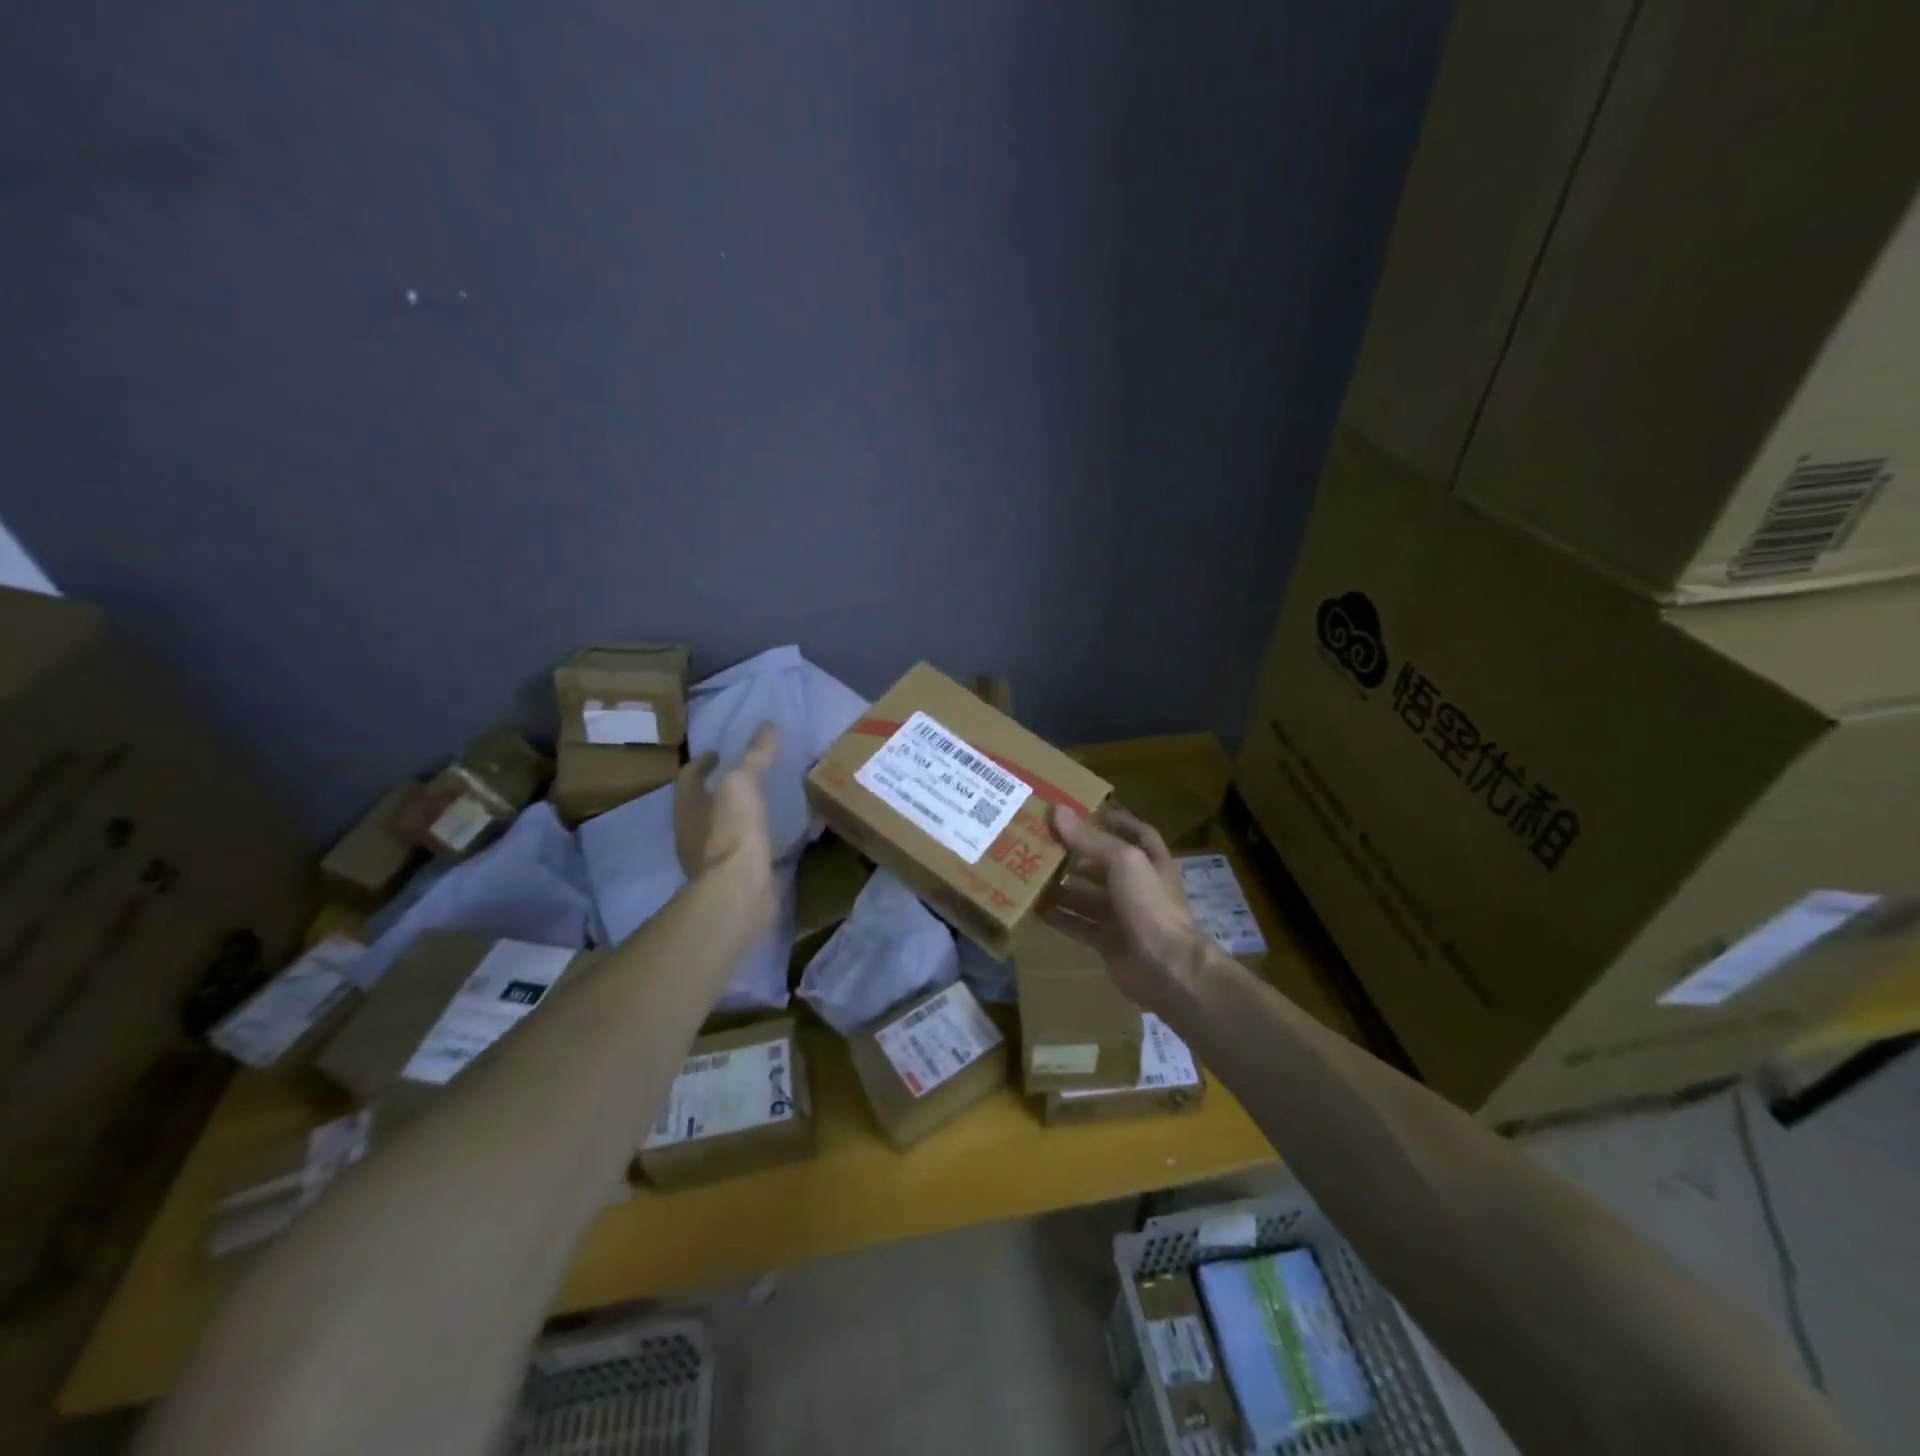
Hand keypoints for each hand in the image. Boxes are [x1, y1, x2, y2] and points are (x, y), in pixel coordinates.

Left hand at [674, 724, 778, 924]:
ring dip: (733, 817)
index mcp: (687, 807)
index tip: (718, 752)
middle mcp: (691, 833)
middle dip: (715, 790)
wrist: (738, 890)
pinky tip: (769, 837)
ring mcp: (709, 860)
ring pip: (718, 830)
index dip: (702, 762)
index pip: (689, 777)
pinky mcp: (731, 879)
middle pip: (699, 805)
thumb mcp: (743, 784)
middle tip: (740, 777)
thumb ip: (754, 757)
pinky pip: (739, 852)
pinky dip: (750, 841)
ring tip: (758, 805)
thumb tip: (767, 725)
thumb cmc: (732, 831)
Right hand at [1043, 805, 1206, 1012]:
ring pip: (1087, 896)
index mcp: (1150, 861)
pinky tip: (1035, 910)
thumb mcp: (1123, 861)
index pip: (1136, 833)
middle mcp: (1137, 886)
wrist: (1166, 967)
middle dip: (1075, 855)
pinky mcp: (1108, 941)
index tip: (1085, 812)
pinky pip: (1078, 925)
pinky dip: (1059, 917)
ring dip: (1062, 887)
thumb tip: (1057, 810)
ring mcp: (1123, 916)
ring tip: (1030, 874)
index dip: (1115, 821)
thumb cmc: (1150, 905)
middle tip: (1040, 843)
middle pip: (1103, 865)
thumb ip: (1090, 839)